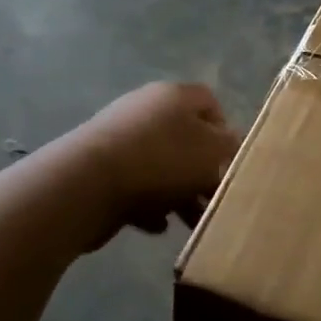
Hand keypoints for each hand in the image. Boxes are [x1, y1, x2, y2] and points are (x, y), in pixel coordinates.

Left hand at [67, 82, 240, 249]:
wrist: (88, 184)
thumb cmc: (162, 161)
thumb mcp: (212, 152)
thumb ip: (230, 147)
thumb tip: (231, 145)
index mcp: (174, 96)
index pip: (209, 102)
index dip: (226, 131)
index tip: (231, 162)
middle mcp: (145, 109)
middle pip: (185, 139)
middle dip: (202, 172)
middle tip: (214, 200)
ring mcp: (119, 139)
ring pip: (161, 166)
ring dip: (178, 193)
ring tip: (190, 222)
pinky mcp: (99, 169)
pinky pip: (135, 185)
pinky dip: (149, 204)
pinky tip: (157, 224)